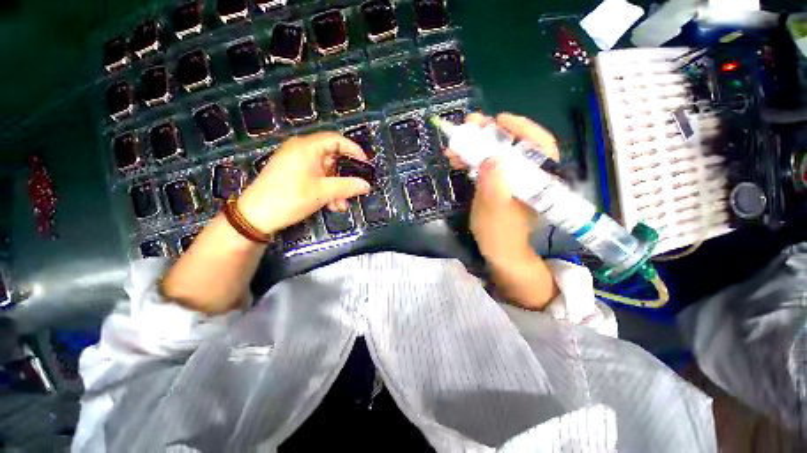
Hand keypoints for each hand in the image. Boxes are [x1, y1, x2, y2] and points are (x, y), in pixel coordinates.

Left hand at [236, 132, 370, 234]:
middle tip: (355, 189)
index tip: (366, 164)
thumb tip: (367, 185)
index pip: (336, 140)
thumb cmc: (290, 198)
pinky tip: (331, 206)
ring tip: (341, 205)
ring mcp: (296, 163)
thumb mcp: (323, 192)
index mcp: (307, 147)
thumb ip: (347, 187)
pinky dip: (326, 190)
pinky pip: (316, 178)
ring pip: (325, 171)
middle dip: (344, 176)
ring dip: (336, 188)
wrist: (255, 216)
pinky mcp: (293, 174)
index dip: (354, 150)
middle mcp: (302, 150)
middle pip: (332, 158)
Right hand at [446, 113, 559, 266]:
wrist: (497, 249)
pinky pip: (488, 165)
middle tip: (469, 125)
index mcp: (538, 180)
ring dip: (475, 147)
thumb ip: (494, 185)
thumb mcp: (494, 209)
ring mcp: (512, 179)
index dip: (521, 128)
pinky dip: (472, 160)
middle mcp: (527, 175)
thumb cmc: (499, 233)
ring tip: (454, 145)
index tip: (498, 119)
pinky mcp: (500, 183)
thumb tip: (491, 157)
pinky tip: (457, 160)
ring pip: (498, 154)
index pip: (539, 145)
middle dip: (490, 134)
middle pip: (514, 145)